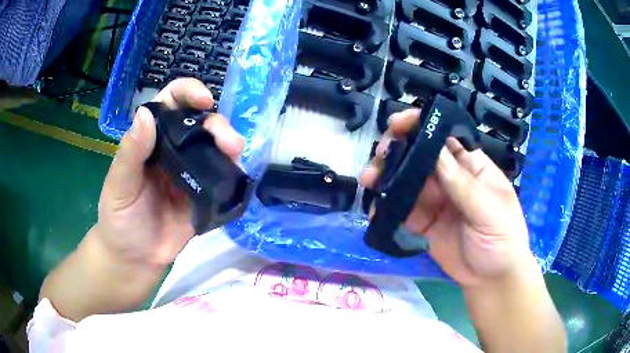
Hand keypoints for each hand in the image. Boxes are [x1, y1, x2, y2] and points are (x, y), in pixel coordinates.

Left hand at [95, 78, 243, 267]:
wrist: (135, 258)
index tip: (203, 99)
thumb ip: (130, 153)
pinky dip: (234, 172)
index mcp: (151, 139)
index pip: (170, 103)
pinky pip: (222, 177)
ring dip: (229, 144)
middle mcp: (173, 150)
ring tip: (236, 153)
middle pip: (199, 122)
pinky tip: (238, 174)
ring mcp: (191, 172)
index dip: (188, 92)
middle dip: (216, 123)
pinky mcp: (205, 195)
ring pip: (215, 147)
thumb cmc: (119, 218)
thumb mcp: (119, 185)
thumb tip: (145, 113)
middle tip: (228, 140)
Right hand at [361, 109, 532, 287]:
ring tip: (369, 179)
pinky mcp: (423, 223)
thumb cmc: (503, 240)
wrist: (492, 280)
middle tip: (380, 154)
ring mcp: (435, 201)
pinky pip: (402, 211)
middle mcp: (451, 178)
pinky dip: (386, 208)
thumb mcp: (490, 212)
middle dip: (398, 150)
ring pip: (407, 181)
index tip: (399, 123)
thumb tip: (436, 153)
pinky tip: (374, 210)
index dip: (422, 126)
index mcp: (472, 167)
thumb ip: (464, 187)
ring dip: (386, 177)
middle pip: (420, 156)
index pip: (445, 138)